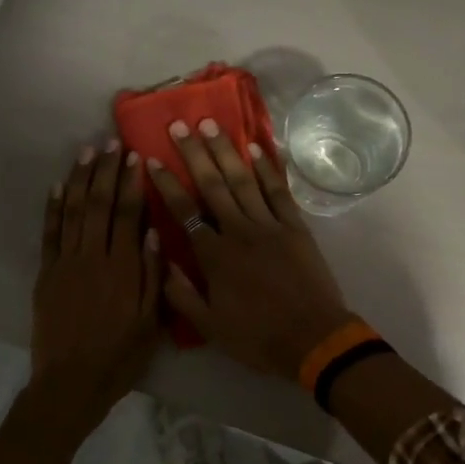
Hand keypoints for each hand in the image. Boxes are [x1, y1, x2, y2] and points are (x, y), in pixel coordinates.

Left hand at [30, 141, 162, 427]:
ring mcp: (65, 263)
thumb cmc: (119, 356)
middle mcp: (93, 258)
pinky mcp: (46, 274)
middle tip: (110, 141)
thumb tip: (155, 233)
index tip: (134, 156)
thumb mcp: (150, 323)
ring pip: (71, 211)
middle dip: (105, 170)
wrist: (71, 383)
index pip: (127, 214)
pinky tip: (56, 186)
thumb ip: (154, 277)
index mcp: (122, 268)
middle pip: (98, 204)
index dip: (130, 183)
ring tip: (86, 152)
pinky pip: (48, 233)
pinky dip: (52, 208)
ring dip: (78, 179)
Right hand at [146, 120, 355, 380]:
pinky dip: (268, 168)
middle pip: (212, 185)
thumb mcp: (209, 327)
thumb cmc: (257, 337)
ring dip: (226, 151)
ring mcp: (270, 225)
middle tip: (179, 124)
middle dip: (194, 153)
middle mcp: (239, 231)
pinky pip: (279, 191)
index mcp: (215, 256)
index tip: (151, 158)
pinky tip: (256, 147)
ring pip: (243, 180)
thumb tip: (160, 258)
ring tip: (212, 124)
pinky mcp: (296, 227)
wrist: (313, 339)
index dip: (166, 184)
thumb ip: (181, 293)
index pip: (184, 211)